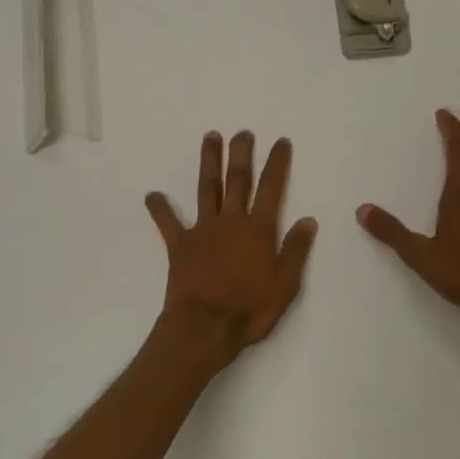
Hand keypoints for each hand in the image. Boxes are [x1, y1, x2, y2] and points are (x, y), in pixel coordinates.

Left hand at [145, 131, 318, 371]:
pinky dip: (160, 208)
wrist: (205, 327)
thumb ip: (295, 250)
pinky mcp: (180, 245)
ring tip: (210, 137)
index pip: (272, 188)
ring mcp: (203, 230)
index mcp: (258, 230)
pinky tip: (152, 195)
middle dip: (241, 153)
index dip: (277, 163)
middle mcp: (231, 221)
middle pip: (238, 179)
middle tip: (243, 132)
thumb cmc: (249, 309)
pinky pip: (168, 223)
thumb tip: (308, 220)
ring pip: (208, 188)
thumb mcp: (285, 285)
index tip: (281, 141)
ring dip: (209, 162)